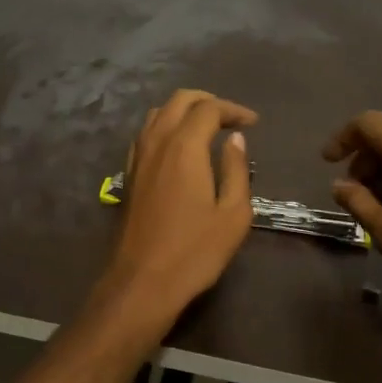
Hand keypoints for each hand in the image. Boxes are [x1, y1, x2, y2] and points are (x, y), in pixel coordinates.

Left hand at [97, 89, 256, 334]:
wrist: (142, 281)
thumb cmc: (194, 251)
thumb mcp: (233, 214)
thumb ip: (236, 170)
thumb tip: (236, 139)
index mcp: (185, 146)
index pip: (209, 109)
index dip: (233, 110)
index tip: (252, 123)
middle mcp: (158, 142)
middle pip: (180, 100)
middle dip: (208, 101)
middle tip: (231, 118)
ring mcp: (138, 156)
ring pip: (158, 113)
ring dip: (184, 111)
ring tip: (207, 128)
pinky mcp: (129, 173)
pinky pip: (146, 133)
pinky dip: (165, 126)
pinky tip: (178, 147)